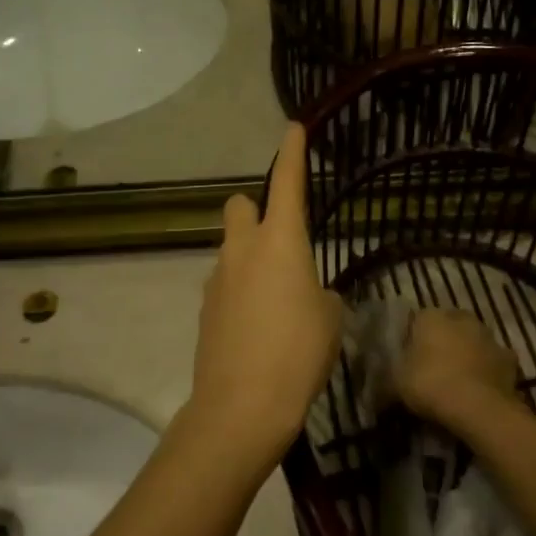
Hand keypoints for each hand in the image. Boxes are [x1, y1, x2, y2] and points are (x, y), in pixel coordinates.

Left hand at [186, 123, 342, 462]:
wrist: (241, 407)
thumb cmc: (298, 354)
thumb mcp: (330, 320)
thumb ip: (319, 293)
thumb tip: (307, 294)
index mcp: (280, 242)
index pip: (286, 182)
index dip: (292, 153)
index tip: (293, 128)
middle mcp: (242, 250)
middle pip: (240, 205)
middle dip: (256, 210)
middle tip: (280, 239)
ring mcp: (217, 278)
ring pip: (232, 248)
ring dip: (250, 257)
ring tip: (277, 301)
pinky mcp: (205, 308)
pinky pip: (226, 282)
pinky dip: (241, 290)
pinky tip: (257, 327)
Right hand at [396, 309, 520, 433]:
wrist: (479, 407)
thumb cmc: (430, 384)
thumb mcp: (396, 382)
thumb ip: (389, 377)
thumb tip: (380, 387)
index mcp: (431, 316)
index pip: (417, 320)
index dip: (412, 340)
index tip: (408, 361)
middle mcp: (461, 318)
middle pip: (448, 327)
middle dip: (442, 343)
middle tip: (432, 369)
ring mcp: (488, 337)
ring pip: (472, 342)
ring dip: (466, 355)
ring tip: (456, 382)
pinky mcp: (508, 359)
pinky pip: (492, 363)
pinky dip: (486, 372)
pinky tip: (478, 391)